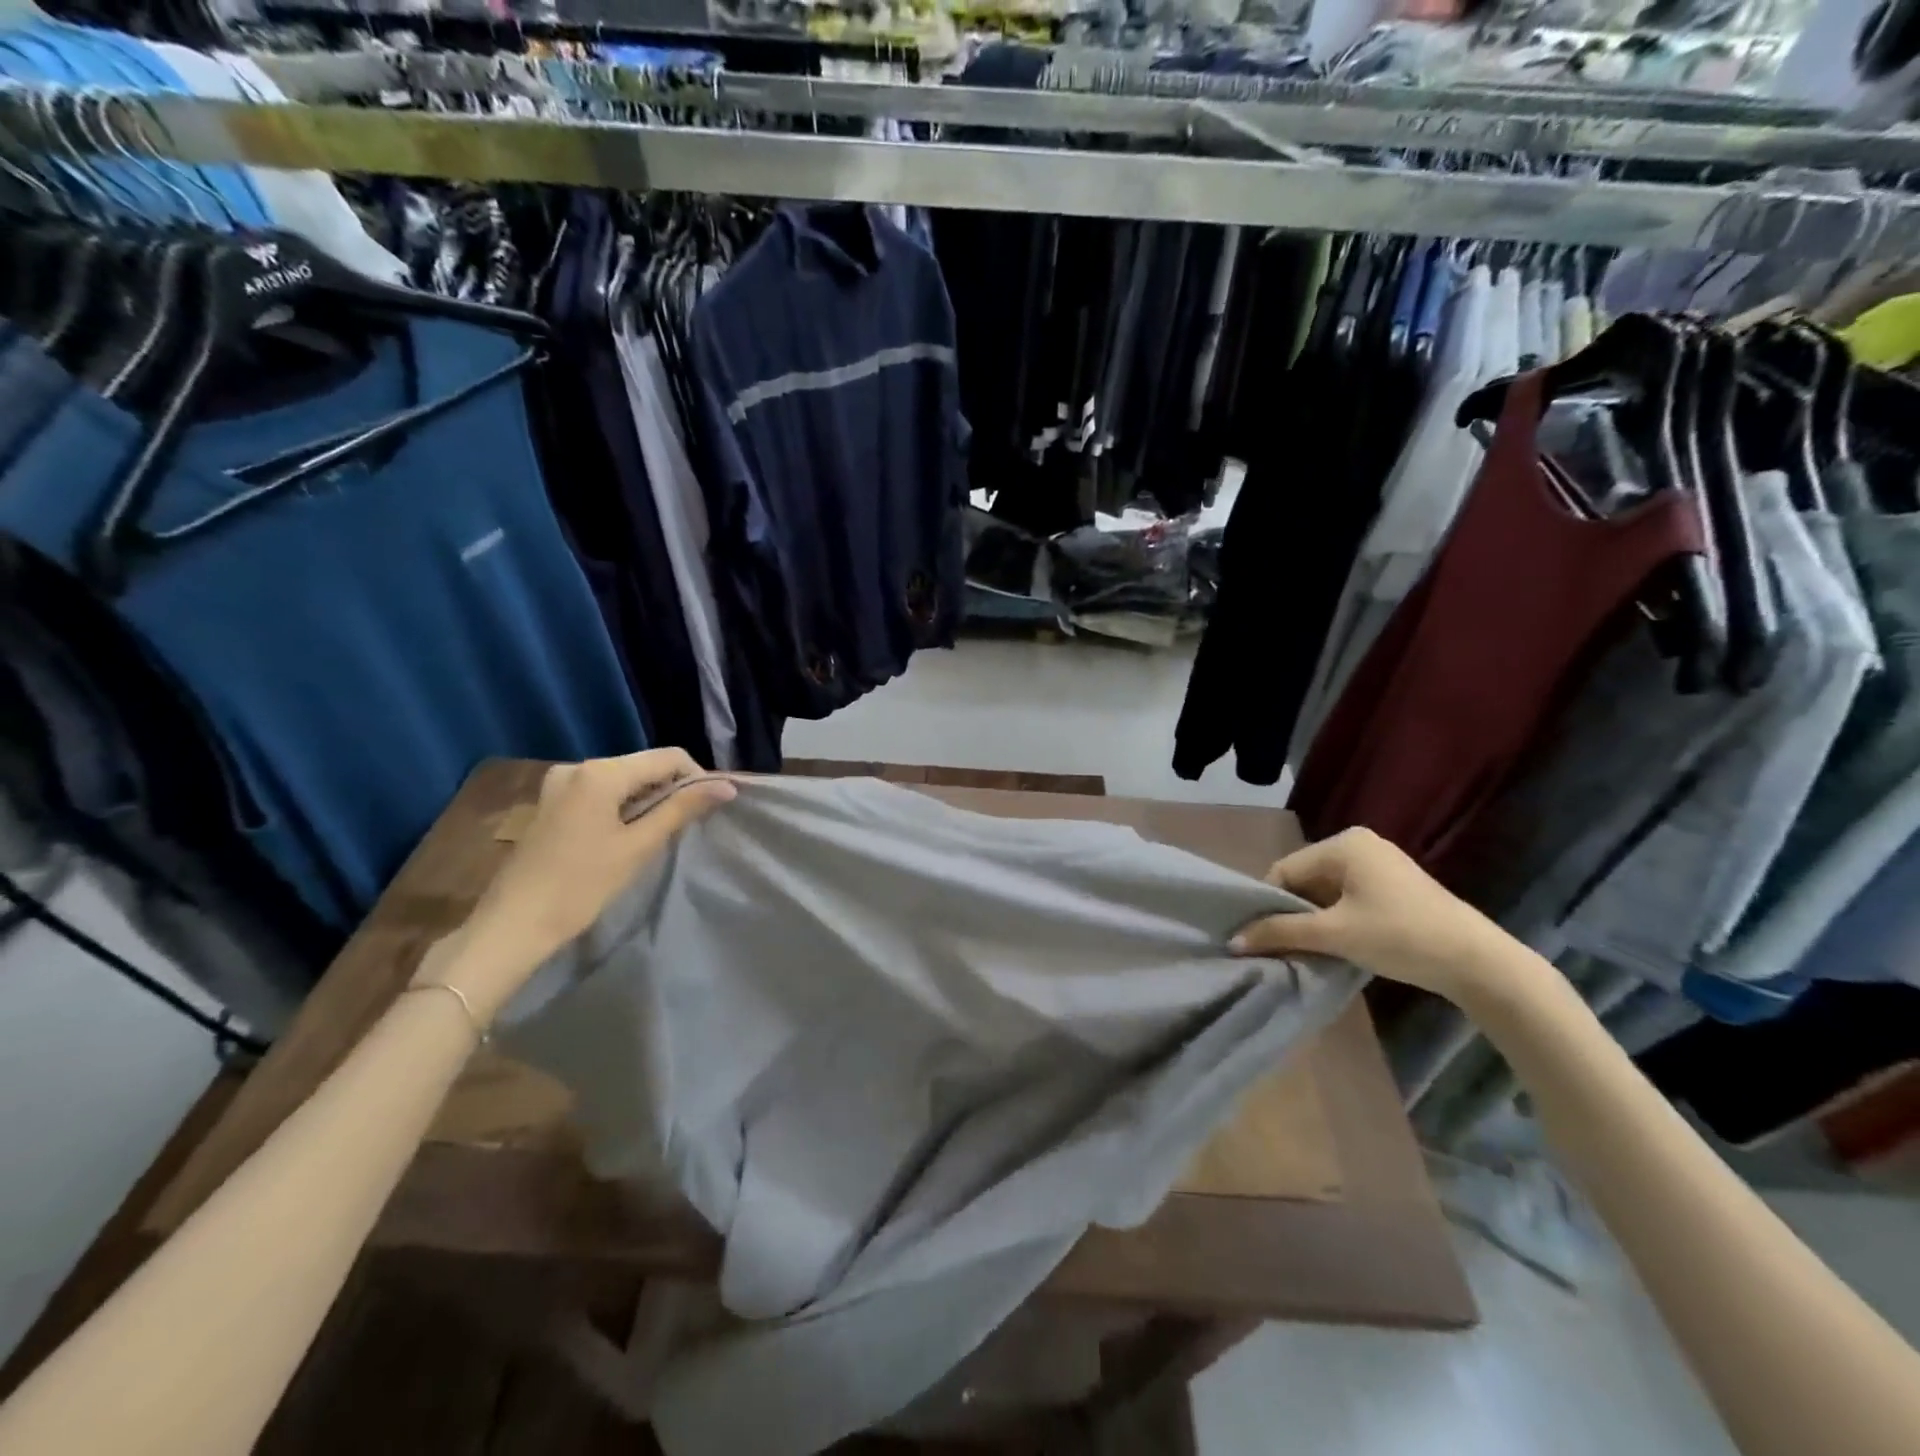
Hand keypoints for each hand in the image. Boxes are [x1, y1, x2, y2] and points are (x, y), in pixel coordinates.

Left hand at [415, 750, 735, 1024]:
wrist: (513, 925)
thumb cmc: (581, 886)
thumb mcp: (638, 846)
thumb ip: (681, 810)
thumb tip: (727, 787)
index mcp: (601, 772)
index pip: (668, 757)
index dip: (697, 778)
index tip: (708, 810)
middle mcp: (578, 766)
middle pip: (644, 765)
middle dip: (672, 788)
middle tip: (687, 825)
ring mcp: (560, 783)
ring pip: (623, 779)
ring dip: (648, 798)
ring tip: (659, 832)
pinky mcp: (552, 802)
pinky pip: (600, 791)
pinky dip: (622, 805)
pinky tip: (626, 835)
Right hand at [1231, 827, 1510, 1003]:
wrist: (1479, 963)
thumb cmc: (1400, 937)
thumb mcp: (1334, 934)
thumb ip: (1280, 932)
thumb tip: (1232, 941)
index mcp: (1343, 843)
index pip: (1285, 870)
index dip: (1268, 905)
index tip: (1260, 937)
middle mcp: (1360, 844)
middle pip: (1305, 879)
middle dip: (1291, 913)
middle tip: (1281, 946)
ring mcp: (1381, 864)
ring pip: (1326, 891)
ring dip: (1313, 920)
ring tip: (1306, 949)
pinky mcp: (1396, 886)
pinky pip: (1348, 897)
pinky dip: (1336, 919)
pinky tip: (1336, 944)